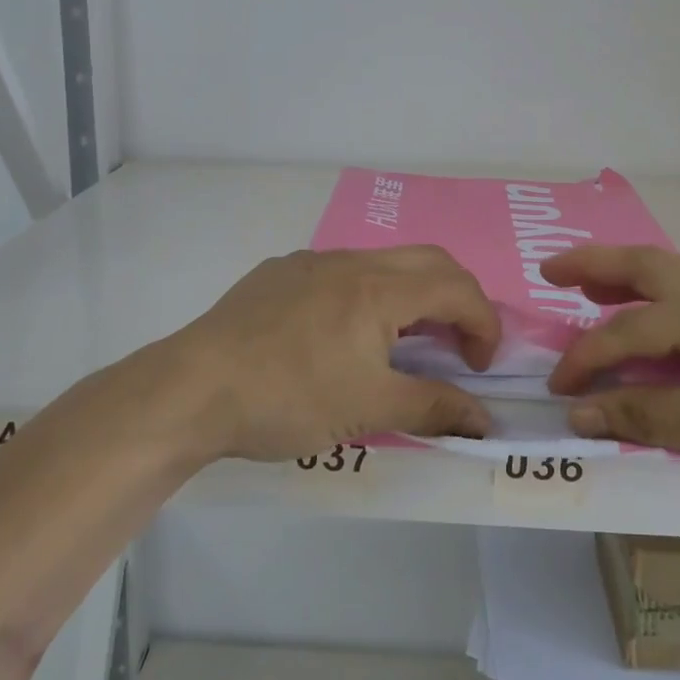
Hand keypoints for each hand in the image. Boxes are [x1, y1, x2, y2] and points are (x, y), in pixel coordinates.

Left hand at [162, 247, 501, 462]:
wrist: (194, 387)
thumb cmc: (290, 397)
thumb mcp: (369, 409)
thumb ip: (434, 407)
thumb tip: (485, 419)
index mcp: (380, 288)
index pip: (458, 289)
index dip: (484, 325)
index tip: (480, 368)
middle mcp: (351, 261)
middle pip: (429, 261)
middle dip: (457, 299)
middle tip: (455, 347)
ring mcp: (310, 262)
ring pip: (382, 263)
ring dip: (409, 295)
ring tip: (399, 343)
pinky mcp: (278, 273)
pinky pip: (340, 272)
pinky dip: (366, 294)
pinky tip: (339, 336)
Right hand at [543, 246, 679, 522]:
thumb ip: (644, 416)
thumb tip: (579, 412)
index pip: (631, 329)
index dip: (587, 359)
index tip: (558, 390)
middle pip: (650, 265)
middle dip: (596, 265)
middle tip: (551, 270)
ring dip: (633, 281)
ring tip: (594, 290)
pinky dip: (668, 304)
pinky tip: (662, 326)